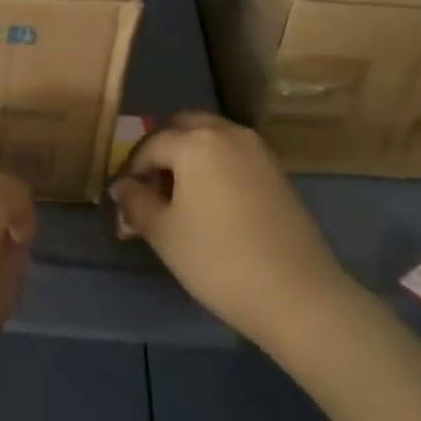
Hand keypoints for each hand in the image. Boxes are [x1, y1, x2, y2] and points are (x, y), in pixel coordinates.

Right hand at [109, 111, 351, 350]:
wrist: (297, 294)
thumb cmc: (219, 261)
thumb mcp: (164, 234)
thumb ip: (136, 203)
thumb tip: (122, 187)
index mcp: (195, 141)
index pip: (150, 145)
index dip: (132, 172)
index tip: (125, 204)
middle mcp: (227, 132)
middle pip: (183, 126)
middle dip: (161, 151)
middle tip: (150, 189)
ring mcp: (257, 149)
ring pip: (211, 137)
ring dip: (189, 155)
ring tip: (179, 198)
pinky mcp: (277, 170)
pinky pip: (234, 153)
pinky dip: (215, 165)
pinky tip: (212, 203)